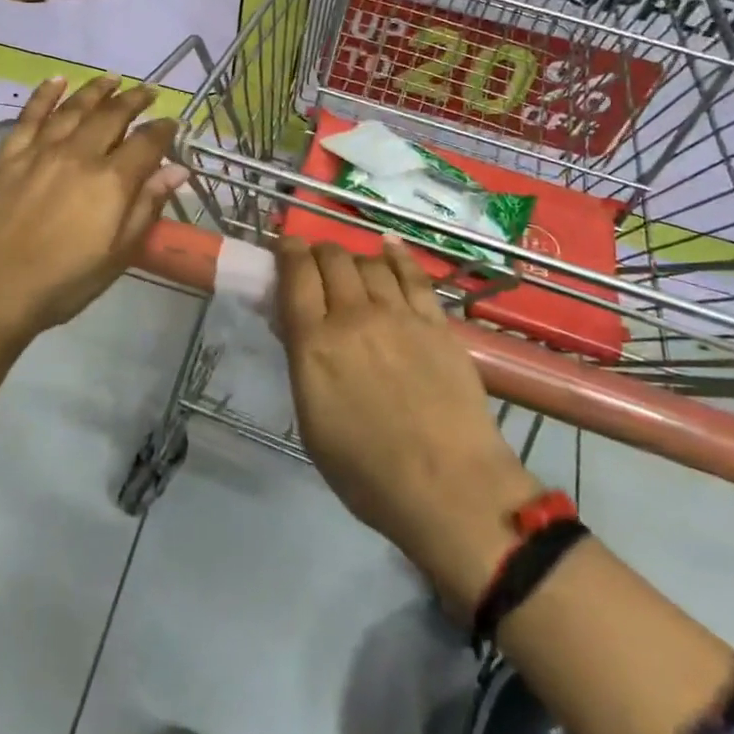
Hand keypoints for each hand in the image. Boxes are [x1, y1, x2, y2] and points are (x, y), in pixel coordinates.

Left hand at [0, 75, 187, 347]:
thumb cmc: (61, 283)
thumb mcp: (117, 256)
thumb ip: (146, 207)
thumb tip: (177, 170)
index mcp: (110, 182)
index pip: (146, 143)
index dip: (163, 130)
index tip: (173, 123)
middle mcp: (78, 155)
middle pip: (112, 116)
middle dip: (134, 100)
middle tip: (148, 91)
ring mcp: (40, 151)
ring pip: (74, 108)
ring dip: (96, 90)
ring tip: (112, 78)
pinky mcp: (7, 155)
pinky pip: (30, 115)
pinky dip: (45, 94)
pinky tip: (56, 81)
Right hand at [275, 236, 541, 611]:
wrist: (447, 486)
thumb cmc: (366, 471)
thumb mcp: (312, 421)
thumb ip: (303, 363)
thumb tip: (297, 327)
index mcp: (315, 344)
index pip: (295, 276)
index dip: (288, 252)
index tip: (285, 247)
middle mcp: (353, 316)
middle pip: (332, 260)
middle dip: (318, 252)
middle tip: (316, 263)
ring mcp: (399, 315)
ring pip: (369, 263)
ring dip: (354, 259)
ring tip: (353, 268)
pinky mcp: (436, 322)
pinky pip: (412, 275)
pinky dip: (396, 256)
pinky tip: (389, 247)